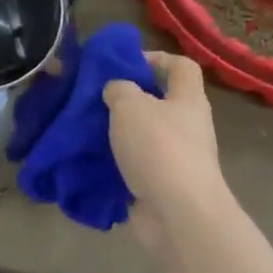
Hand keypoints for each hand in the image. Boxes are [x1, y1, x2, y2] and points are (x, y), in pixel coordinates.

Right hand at [103, 52, 225, 248]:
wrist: (178, 213)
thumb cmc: (158, 148)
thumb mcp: (130, 106)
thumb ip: (119, 89)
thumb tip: (116, 90)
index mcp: (187, 99)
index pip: (181, 66)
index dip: (155, 59)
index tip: (123, 65)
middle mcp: (187, 126)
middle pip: (159, 103)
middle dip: (127, 101)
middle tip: (95, 100)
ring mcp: (176, 159)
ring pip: (143, 137)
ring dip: (116, 135)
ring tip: (85, 132)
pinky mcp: (161, 186)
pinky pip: (134, 168)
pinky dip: (114, 166)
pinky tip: (89, 163)